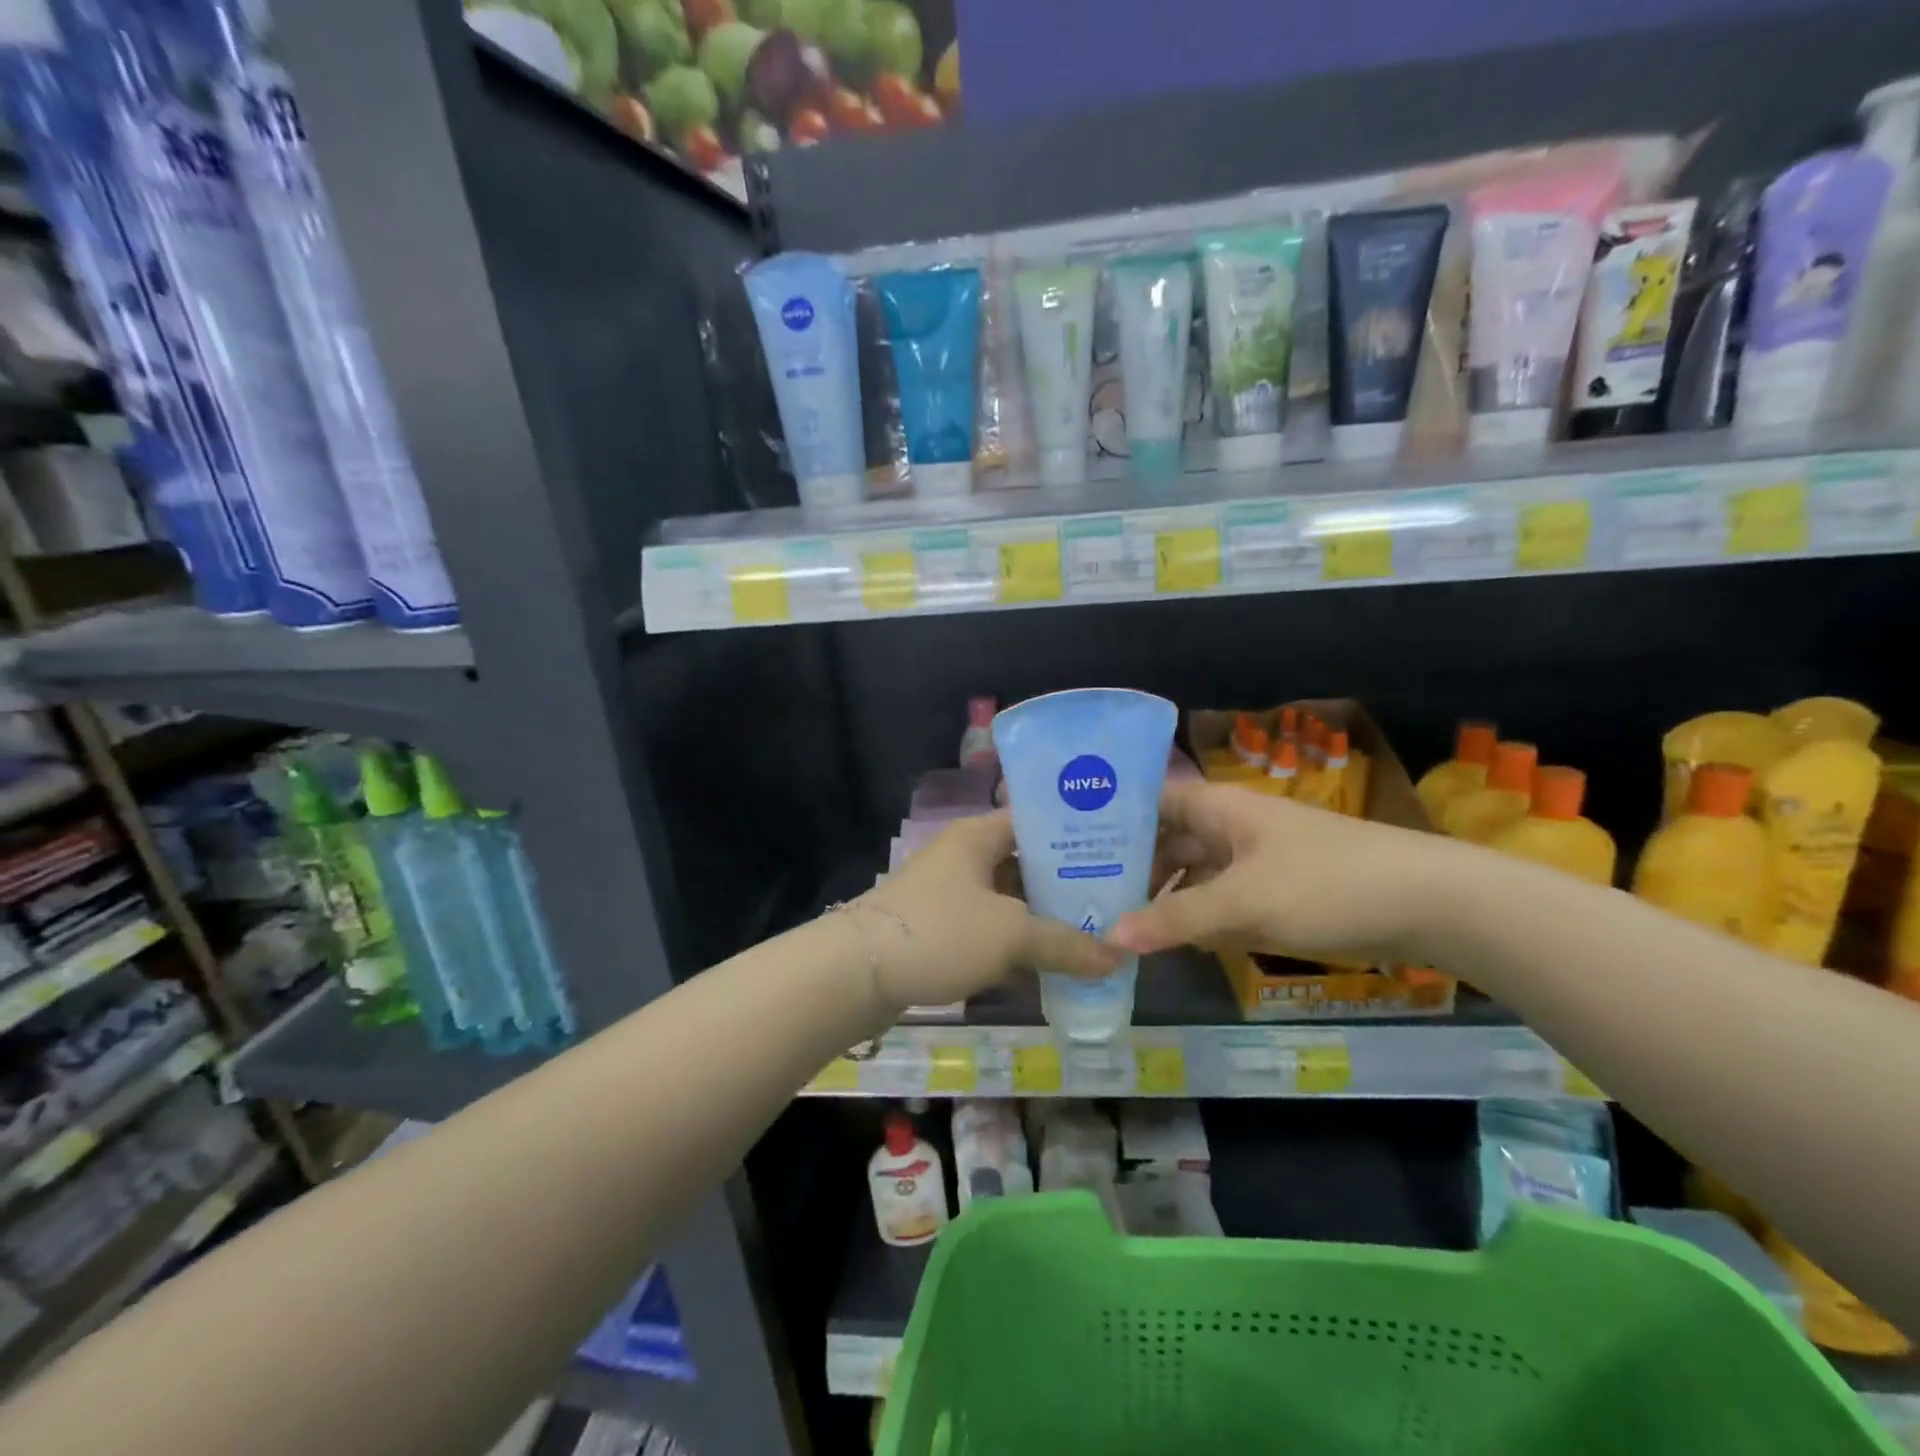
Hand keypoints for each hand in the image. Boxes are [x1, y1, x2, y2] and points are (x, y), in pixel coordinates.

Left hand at [853, 810, 1123, 1013]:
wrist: (857, 974)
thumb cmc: (940, 933)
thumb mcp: (1011, 935)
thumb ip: (1067, 944)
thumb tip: (1119, 957)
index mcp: (978, 836)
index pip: (1037, 820)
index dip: (1077, 834)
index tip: (1118, 853)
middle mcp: (964, 856)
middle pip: (1026, 863)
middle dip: (1066, 884)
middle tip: (1113, 902)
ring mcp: (949, 893)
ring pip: (1009, 900)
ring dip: (1043, 919)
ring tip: (1093, 934)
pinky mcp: (940, 928)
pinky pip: (990, 929)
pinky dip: (1016, 944)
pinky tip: (1049, 966)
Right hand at [1114, 780, 1450, 964]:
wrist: (1429, 903)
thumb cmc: (1326, 884)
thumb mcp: (1244, 903)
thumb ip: (1176, 920)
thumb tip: (1110, 939)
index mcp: (1218, 808)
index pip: (1150, 801)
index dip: (1112, 818)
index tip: (1069, 845)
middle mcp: (1230, 826)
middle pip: (1167, 839)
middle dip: (1131, 865)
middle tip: (1083, 896)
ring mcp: (1255, 859)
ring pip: (1194, 872)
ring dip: (1163, 895)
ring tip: (1116, 923)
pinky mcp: (1276, 891)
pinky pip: (1220, 898)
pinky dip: (1196, 915)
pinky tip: (1172, 941)